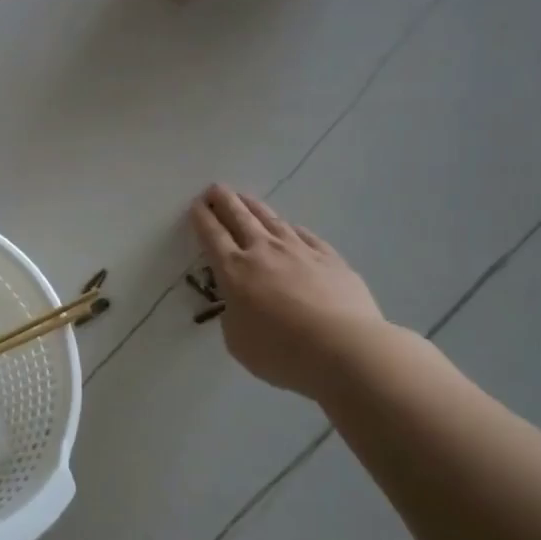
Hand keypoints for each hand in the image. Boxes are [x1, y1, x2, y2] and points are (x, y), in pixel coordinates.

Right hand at [190, 185, 385, 401]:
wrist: (343, 348)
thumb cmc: (281, 351)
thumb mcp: (238, 341)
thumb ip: (234, 317)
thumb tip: (241, 305)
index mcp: (234, 271)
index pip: (212, 235)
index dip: (202, 217)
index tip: (196, 204)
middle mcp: (263, 251)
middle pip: (239, 217)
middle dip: (224, 200)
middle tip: (215, 188)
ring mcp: (299, 250)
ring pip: (271, 220)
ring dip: (254, 206)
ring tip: (245, 198)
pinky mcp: (329, 258)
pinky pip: (305, 235)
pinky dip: (291, 228)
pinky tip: (290, 226)